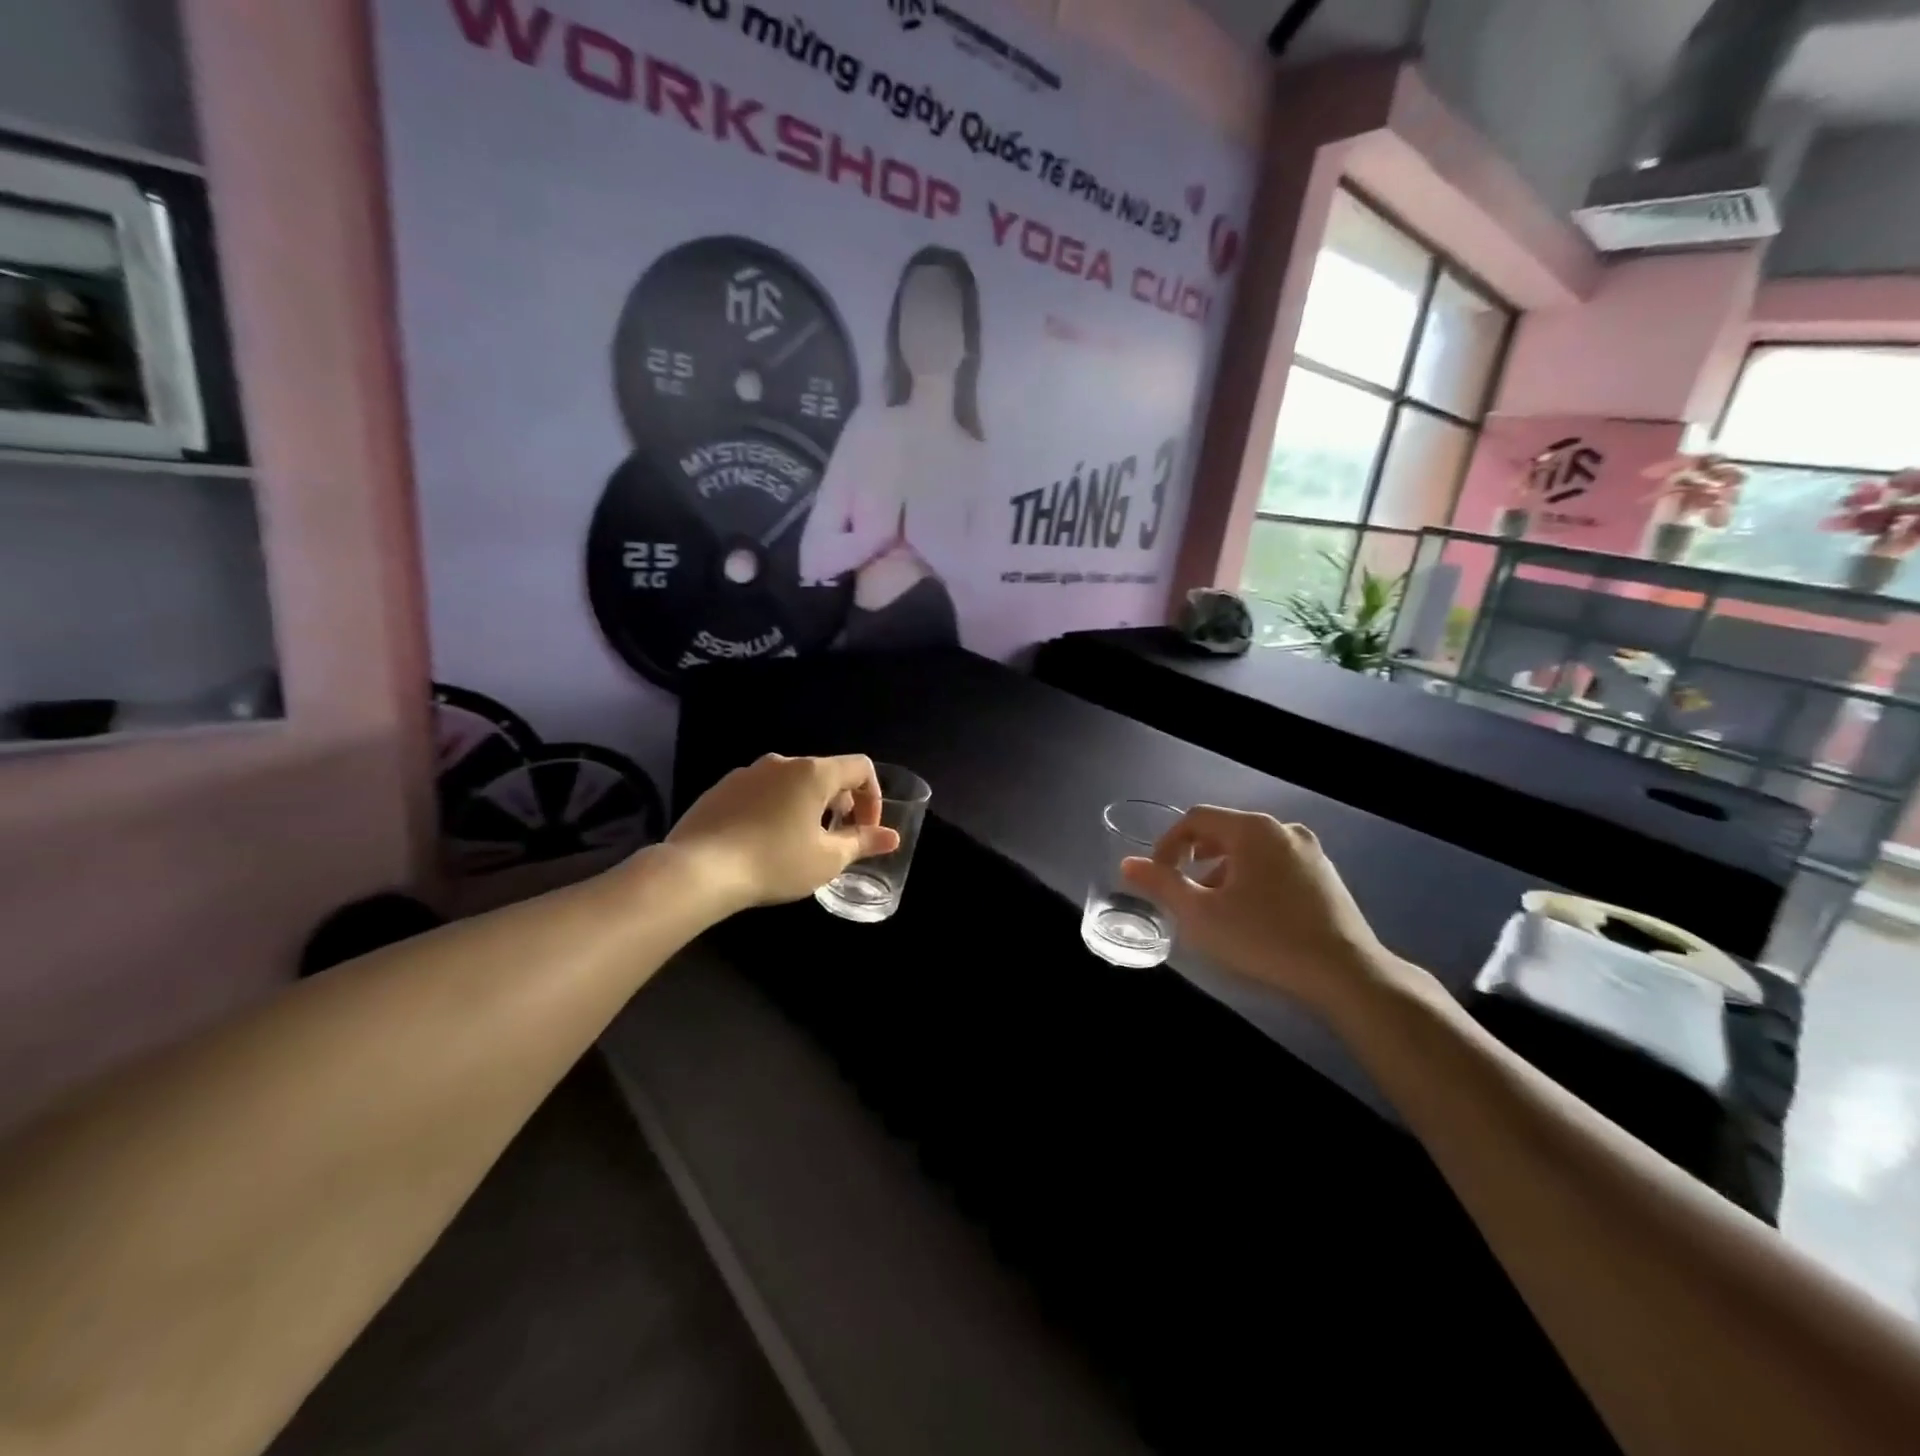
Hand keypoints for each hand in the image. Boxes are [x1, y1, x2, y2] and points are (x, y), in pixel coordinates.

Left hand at [666, 754, 900, 911]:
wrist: (697, 870)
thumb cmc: (774, 862)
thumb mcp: (826, 859)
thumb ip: (862, 843)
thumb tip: (892, 837)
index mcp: (813, 772)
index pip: (860, 767)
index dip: (873, 797)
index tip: (865, 830)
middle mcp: (781, 762)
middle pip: (825, 773)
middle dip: (840, 804)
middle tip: (836, 840)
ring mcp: (747, 773)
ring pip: (791, 783)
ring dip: (806, 806)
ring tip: (799, 843)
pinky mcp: (721, 789)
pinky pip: (761, 793)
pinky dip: (774, 809)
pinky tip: (763, 843)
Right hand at [1120, 807, 1415, 1017]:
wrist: (1347, 974)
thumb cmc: (1265, 939)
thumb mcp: (1201, 915)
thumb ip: (1161, 884)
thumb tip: (1127, 864)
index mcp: (1252, 829)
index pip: (1195, 819)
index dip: (1167, 844)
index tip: (1157, 876)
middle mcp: (1282, 829)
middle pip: (1224, 830)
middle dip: (1195, 858)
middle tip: (1183, 891)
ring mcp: (1309, 850)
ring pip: (1250, 848)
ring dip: (1223, 869)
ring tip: (1215, 906)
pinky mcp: (1325, 874)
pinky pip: (1275, 863)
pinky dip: (1253, 877)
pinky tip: (1253, 913)